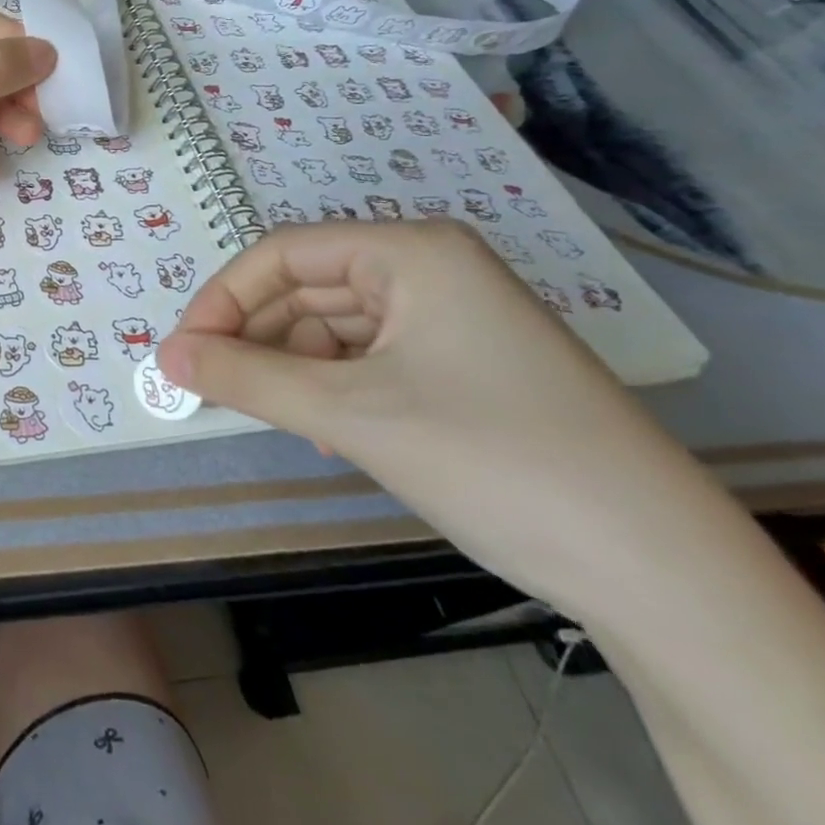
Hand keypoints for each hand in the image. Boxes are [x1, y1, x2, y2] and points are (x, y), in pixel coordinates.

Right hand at [158, 221, 718, 614]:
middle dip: (254, 337)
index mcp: (412, 251)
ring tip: (267, 416)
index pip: (284, 253)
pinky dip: (331, 389)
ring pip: (335, 328)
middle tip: (206, 386)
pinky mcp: (463, 366)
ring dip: (291, 368)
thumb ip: (245, 378)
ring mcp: (452, 319)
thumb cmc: (491, 458)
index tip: (183, 352)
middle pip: (308, 289)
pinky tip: (326, 433)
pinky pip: (369, 360)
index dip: (223, 298)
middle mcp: (431, 270)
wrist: (659, 573)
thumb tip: (165, 356)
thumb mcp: (351, 414)